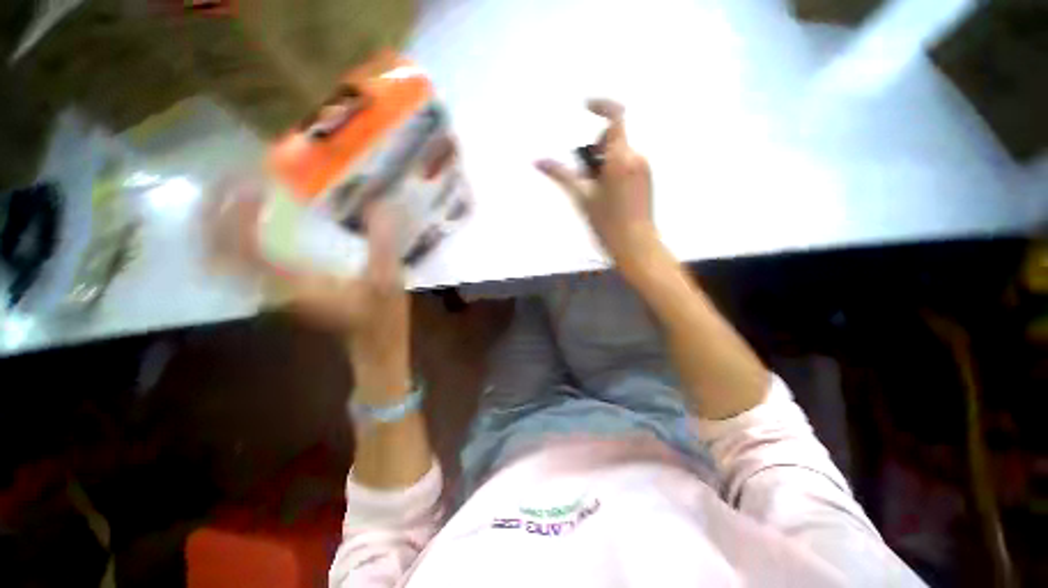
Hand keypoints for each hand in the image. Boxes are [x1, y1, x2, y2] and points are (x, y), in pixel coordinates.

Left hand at [209, 179, 409, 400]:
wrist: (374, 347)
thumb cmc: (381, 318)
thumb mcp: (389, 281)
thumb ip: (383, 245)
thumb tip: (378, 204)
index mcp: (295, 283)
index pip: (245, 245)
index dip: (239, 211)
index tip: (256, 181)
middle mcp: (272, 286)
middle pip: (218, 250)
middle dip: (214, 211)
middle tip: (231, 178)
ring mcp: (273, 290)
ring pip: (223, 256)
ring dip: (219, 222)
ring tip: (233, 191)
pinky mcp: (281, 290)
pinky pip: (241, 260)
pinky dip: (235, 236)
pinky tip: (253, 219)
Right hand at [536, 99, 658, 271]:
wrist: (636, 245)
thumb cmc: (607, 223)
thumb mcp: (582, 198)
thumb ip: (561, 175)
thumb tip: (539, 161)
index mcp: (620, 159)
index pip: (616, 117)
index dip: (601, 105)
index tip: (586, 107)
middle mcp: (636, 157)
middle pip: (614, 137)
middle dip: (597, 147)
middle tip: (588, 175)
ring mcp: (643, 168)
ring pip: (620, 152)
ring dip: (604, 161)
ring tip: (597, 190)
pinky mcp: (646, 179)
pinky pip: (627, 163)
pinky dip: (614, 169)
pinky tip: (609, 195)